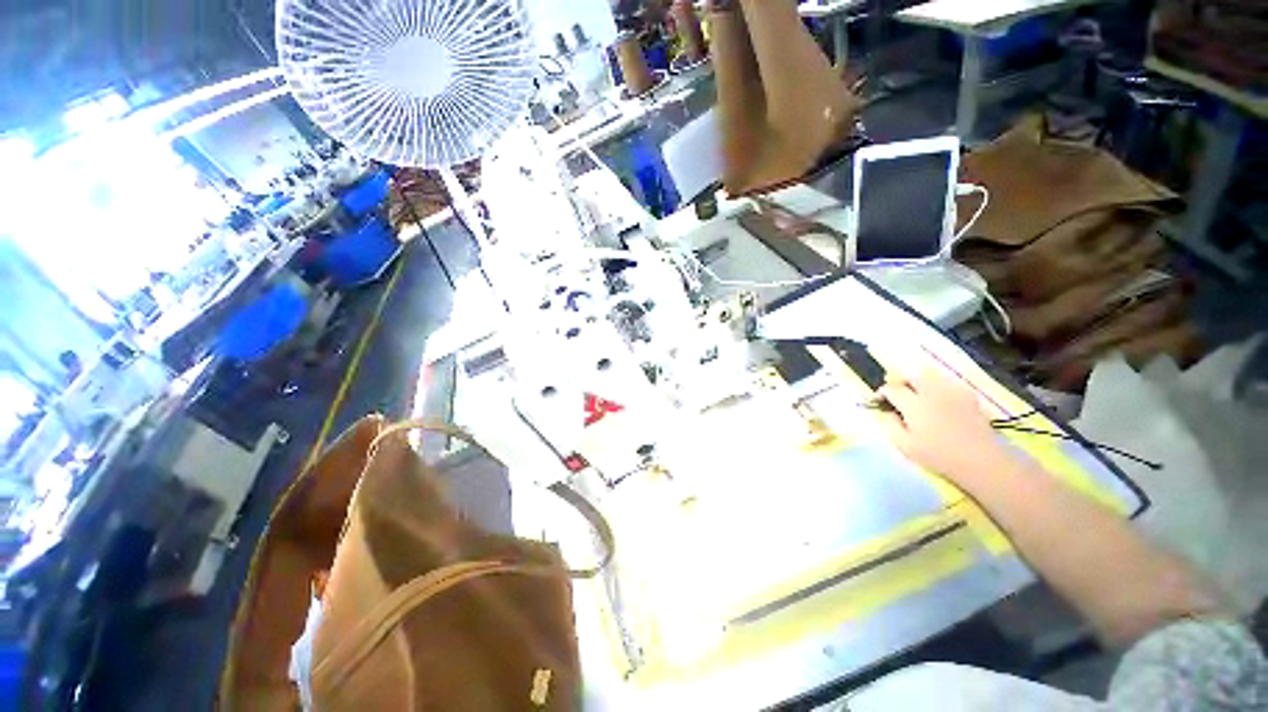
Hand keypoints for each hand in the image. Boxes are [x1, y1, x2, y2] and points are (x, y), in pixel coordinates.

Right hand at [877, 367, 1013, 485]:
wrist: (980, 460)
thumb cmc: (938, 455)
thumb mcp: (905, 445)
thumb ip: (891, 425)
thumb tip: (887, 412)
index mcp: (913, 404)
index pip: (891, 389)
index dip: (882, 392)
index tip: (877, 400)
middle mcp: (930, 392)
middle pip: (910, 377)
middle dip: (898, 382)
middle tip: (895, 392)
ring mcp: (951, 391)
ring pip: (929, 375)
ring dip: (917, 380)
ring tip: (914, 390)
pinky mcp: (968, 395)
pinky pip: (947, 382)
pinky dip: (937, 384)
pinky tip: (937, 395)